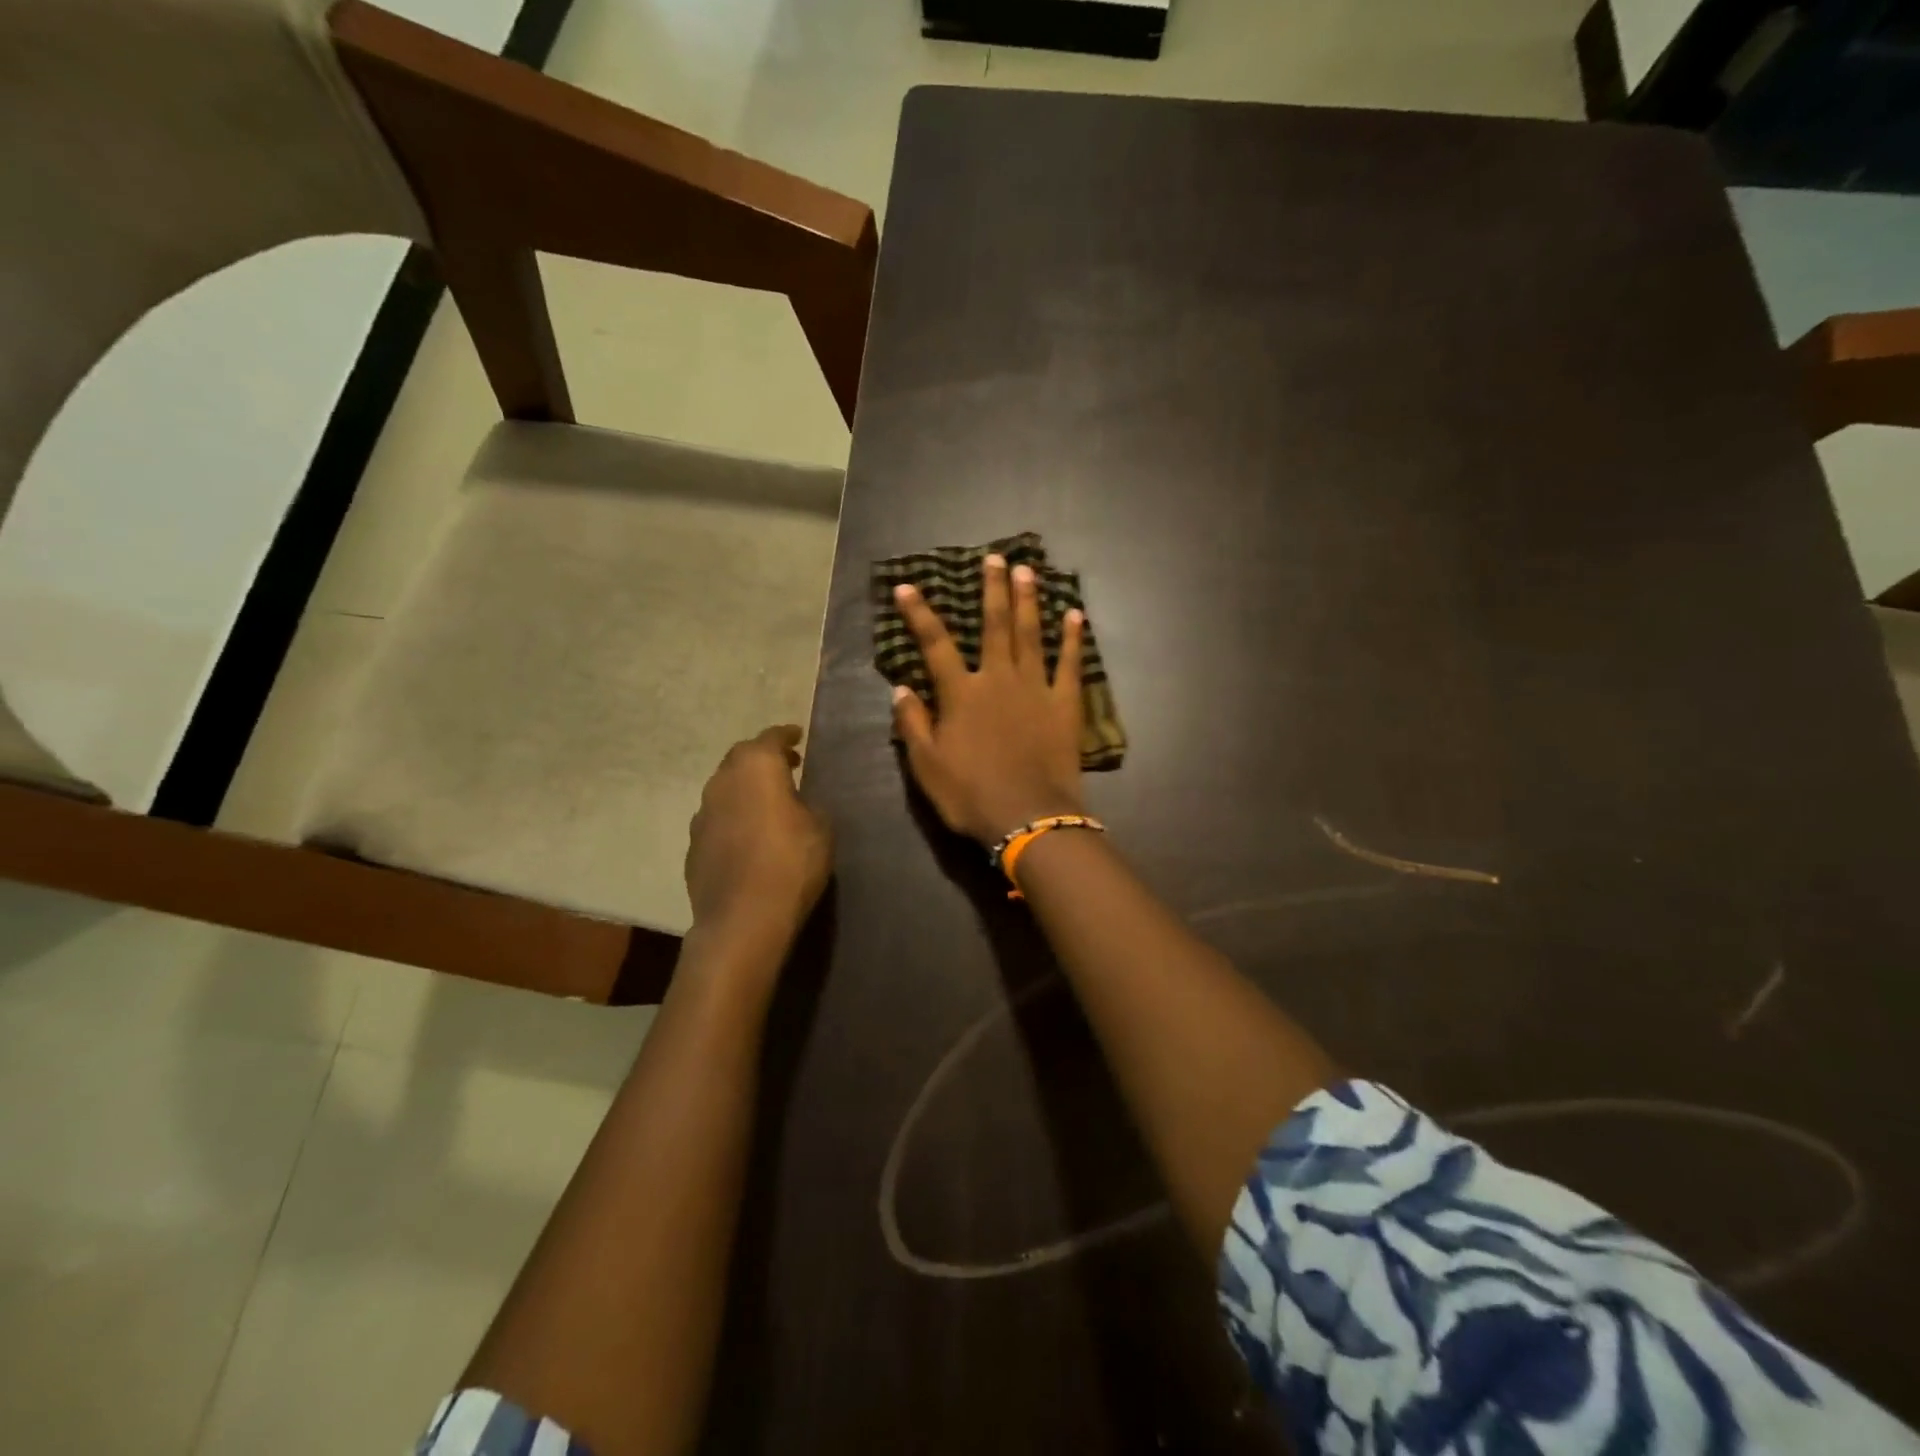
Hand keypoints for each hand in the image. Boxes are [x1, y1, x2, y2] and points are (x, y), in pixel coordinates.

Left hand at [685, 726, 832, 943]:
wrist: (743, 918)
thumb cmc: (791, 863)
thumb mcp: (821, 828)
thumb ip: (809, 805)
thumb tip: (798, 804)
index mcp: (756, 767)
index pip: (771, 738)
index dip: (785, 735)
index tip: (797, 736)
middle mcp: (722, 782)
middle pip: (741, 758)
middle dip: (763, 758)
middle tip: (786, 766)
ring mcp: (702, 814)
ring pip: (725, 788)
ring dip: (745, 788)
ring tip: (767, 801)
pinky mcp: (693, 845)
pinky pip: (717, 819)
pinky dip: (733, 817)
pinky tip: (748, 835)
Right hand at [892, 554, 1086, 846]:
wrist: (1029, 818)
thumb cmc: (971, 795)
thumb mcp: (927, 766)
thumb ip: (913, 724)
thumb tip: (899, 688)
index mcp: (961, 694)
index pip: (935, 645)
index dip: (919, 615)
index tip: (907, 587)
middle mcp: (998, 680)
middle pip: (994, 626)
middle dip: (992, 590)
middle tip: (995, 557)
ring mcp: (1035, 689)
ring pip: (1031, 635)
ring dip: (1028, 601)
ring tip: (1028, 570)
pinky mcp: (1065, 705)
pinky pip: (1070, 665)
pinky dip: (1073, 639)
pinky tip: (1075, 616)